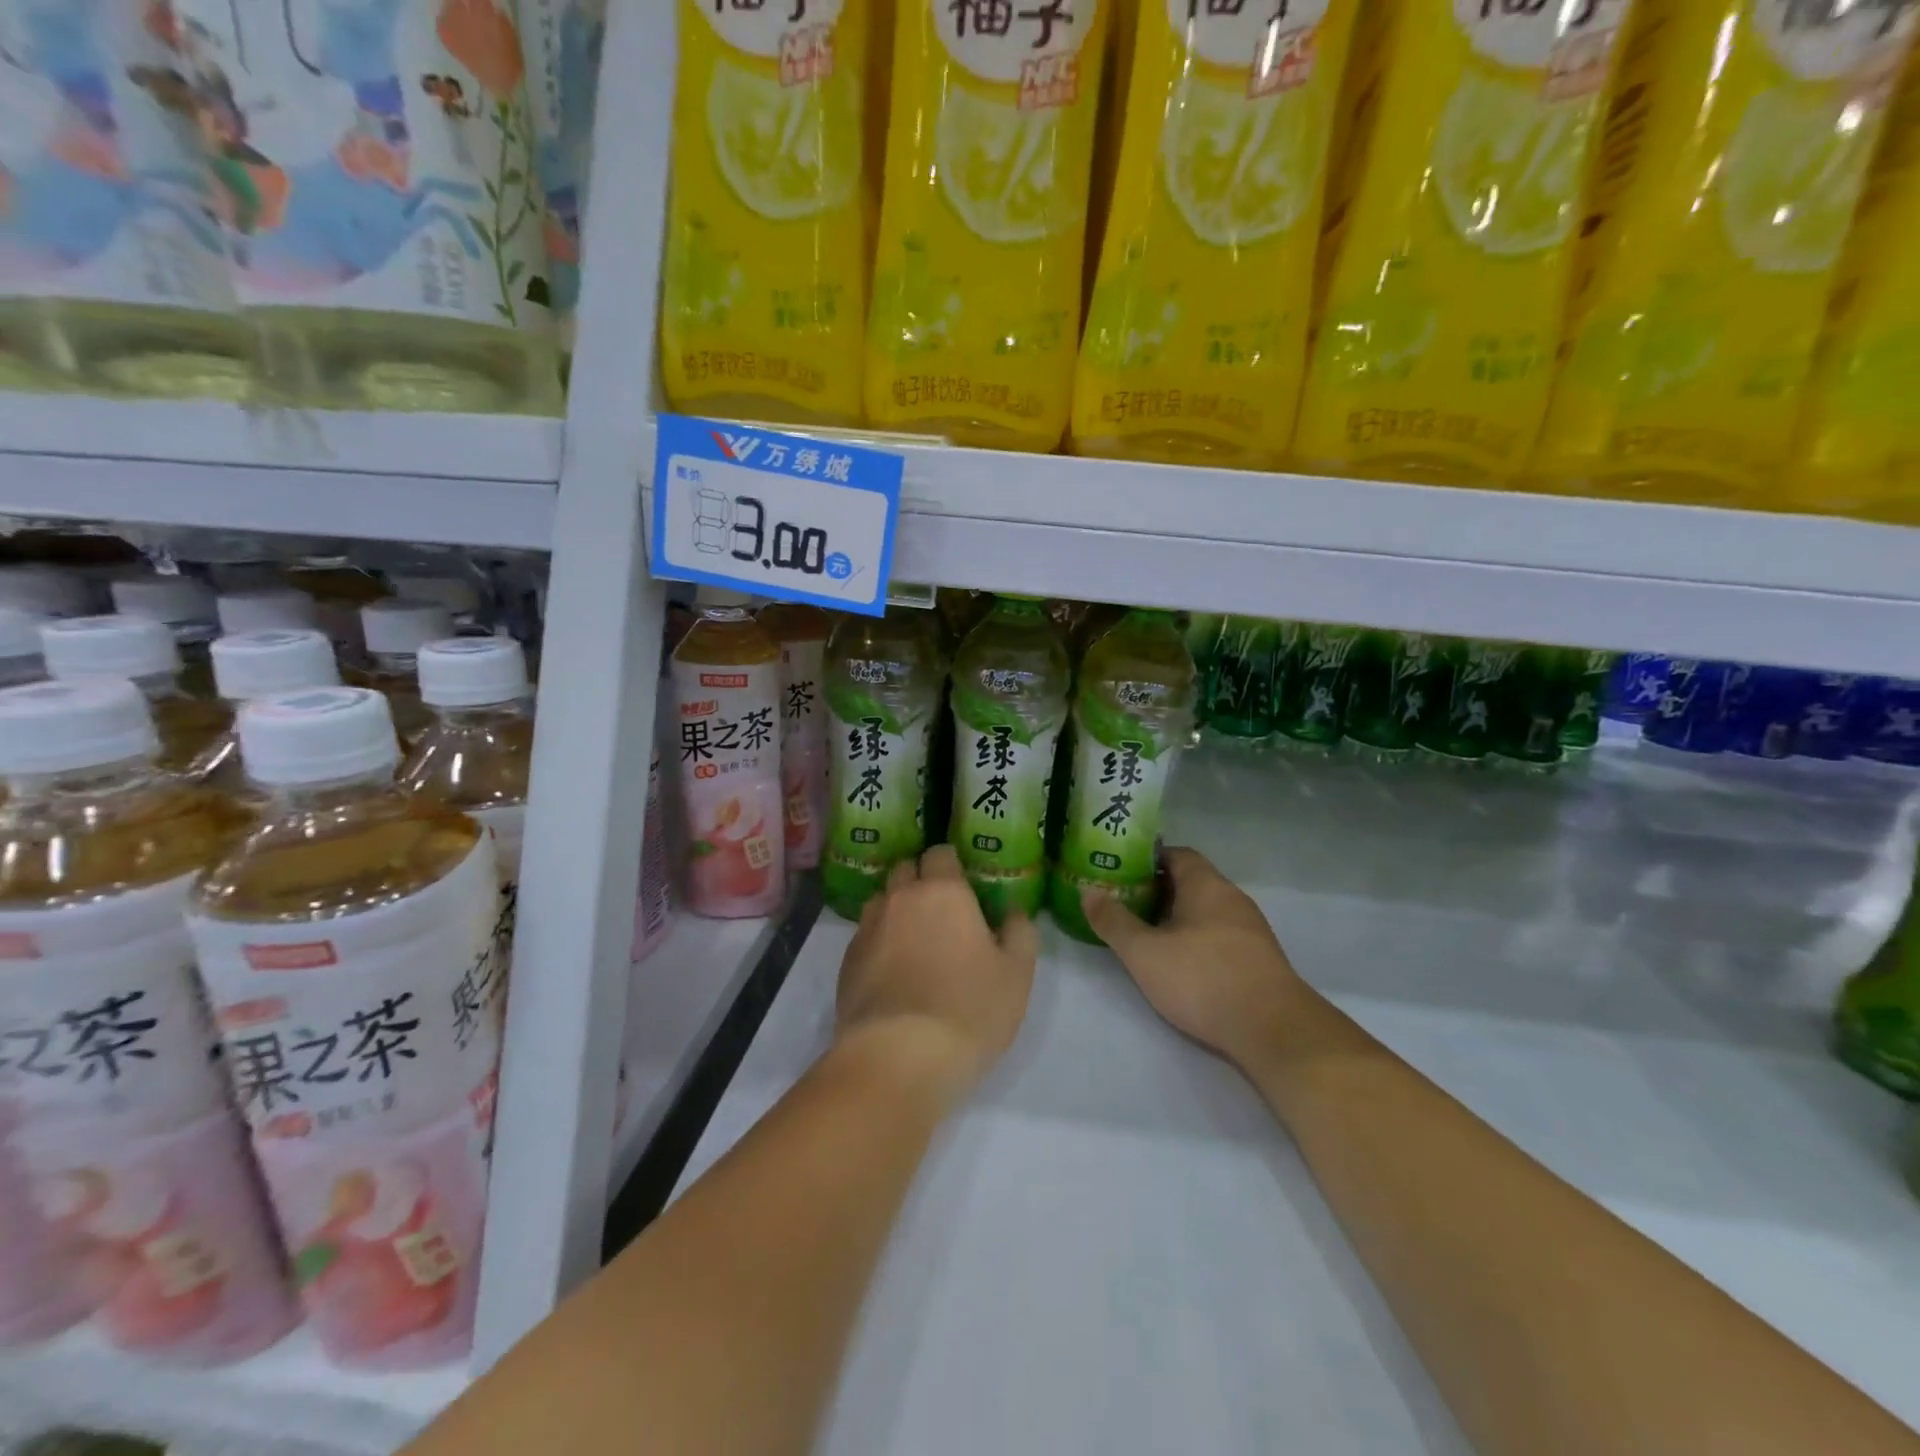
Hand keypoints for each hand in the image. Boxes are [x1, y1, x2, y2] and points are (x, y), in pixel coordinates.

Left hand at [835, 845, 1038, 1103]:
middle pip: (906, 870)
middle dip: (921, 881)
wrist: (898, 1057)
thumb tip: (1012, 912)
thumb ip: (1019, 933)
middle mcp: (899, 899)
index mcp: (942, 891)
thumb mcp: (1016, 974)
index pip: (940, 854)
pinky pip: (865, 937)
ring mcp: (867, 929)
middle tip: (943, 913)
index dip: (952, 866)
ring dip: (897, 910)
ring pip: (882, 902)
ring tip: (915, 942)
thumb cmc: (968, 1009)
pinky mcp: (846, 962)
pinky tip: (893, 973)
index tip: (966, 888)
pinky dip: (879, 943)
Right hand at [1083, 847, 1308, 1068]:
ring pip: (1207, 910)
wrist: (1273, 1030)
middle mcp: (1232, 898)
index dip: (1147, 860)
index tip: (1120, 872)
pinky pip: (1221, 935)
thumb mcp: (1144, 952)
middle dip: (1158, 891)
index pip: (1177, 854)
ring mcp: (1251, 929)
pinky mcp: (1260, 959)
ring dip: (1178, 917)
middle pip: (1191, 882)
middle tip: (1125, 904)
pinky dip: (1198, 939)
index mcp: (1206, 885)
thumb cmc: (1202, 978)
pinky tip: (1181, 963)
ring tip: (1147, 935)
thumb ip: (1114, 921)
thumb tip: (1089, 892)